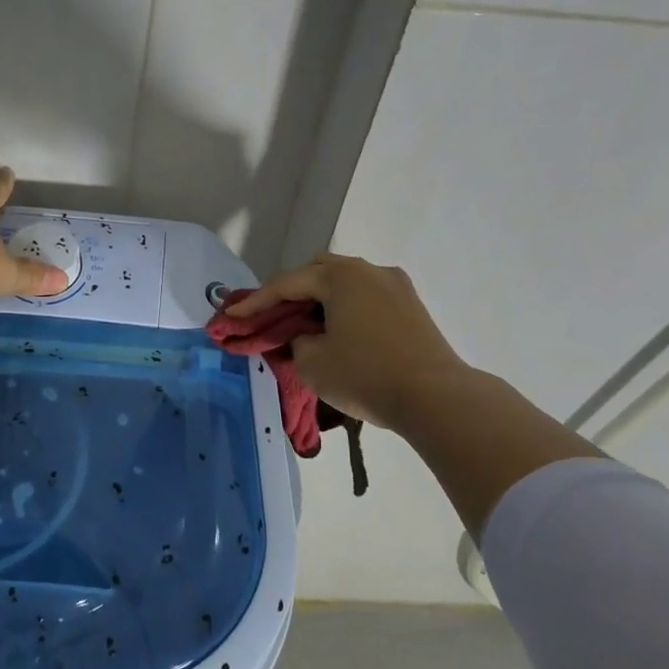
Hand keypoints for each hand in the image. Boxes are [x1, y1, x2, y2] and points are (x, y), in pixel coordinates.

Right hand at [228, 252, 467, 434]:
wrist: (437, 397)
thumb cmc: (366, 375)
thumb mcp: (313, 362)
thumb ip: (296, 340)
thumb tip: (306, 335)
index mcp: (341, 276)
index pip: (287, 284)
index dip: (255, 301)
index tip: (232, 315)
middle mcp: (369, 271)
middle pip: (318, 272)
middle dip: (291, 292)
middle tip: (272, 316)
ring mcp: (396, 287)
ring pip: (346, 284)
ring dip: (322, 300)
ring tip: (306, 326)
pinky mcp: (413, 308)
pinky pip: (367, 298)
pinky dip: (346, 309)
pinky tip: (339, 332)